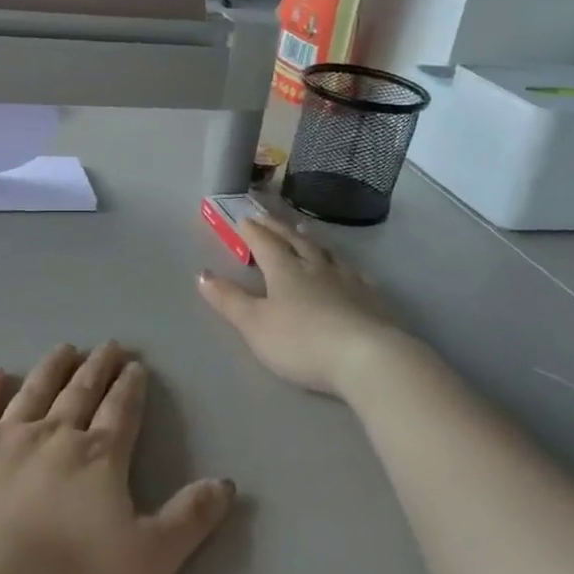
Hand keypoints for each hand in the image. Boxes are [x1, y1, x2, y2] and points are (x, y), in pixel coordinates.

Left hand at [0, 343, 234, 573]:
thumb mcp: (147, 561)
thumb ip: (188, 520)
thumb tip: (226, 483)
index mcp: (98, 459)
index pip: (120, 412)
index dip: (130, 388)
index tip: (135, 365)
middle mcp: (54, 435)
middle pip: (81, 393)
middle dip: (98, 368)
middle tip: (108, 345)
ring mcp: (3, 437)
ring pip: (34, 391)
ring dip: (52, 368)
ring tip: (65, 349)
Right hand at [197, 214, 397, 396]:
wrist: (367, 357)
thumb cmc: (301, 341)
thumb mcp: (255, 324)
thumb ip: (229, 300)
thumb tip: (201, 274)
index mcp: (285, 271)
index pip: (264, 243)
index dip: (252, 231)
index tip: (243, 218)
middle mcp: (316, 267)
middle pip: (294, 241)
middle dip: (277, 227)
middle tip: (266, 216)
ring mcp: (347, 281)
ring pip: (325, 252)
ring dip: (310, 240)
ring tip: (303, 231)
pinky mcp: (372, 299)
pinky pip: (355, 273)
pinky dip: (344, 266)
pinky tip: (348, 269)